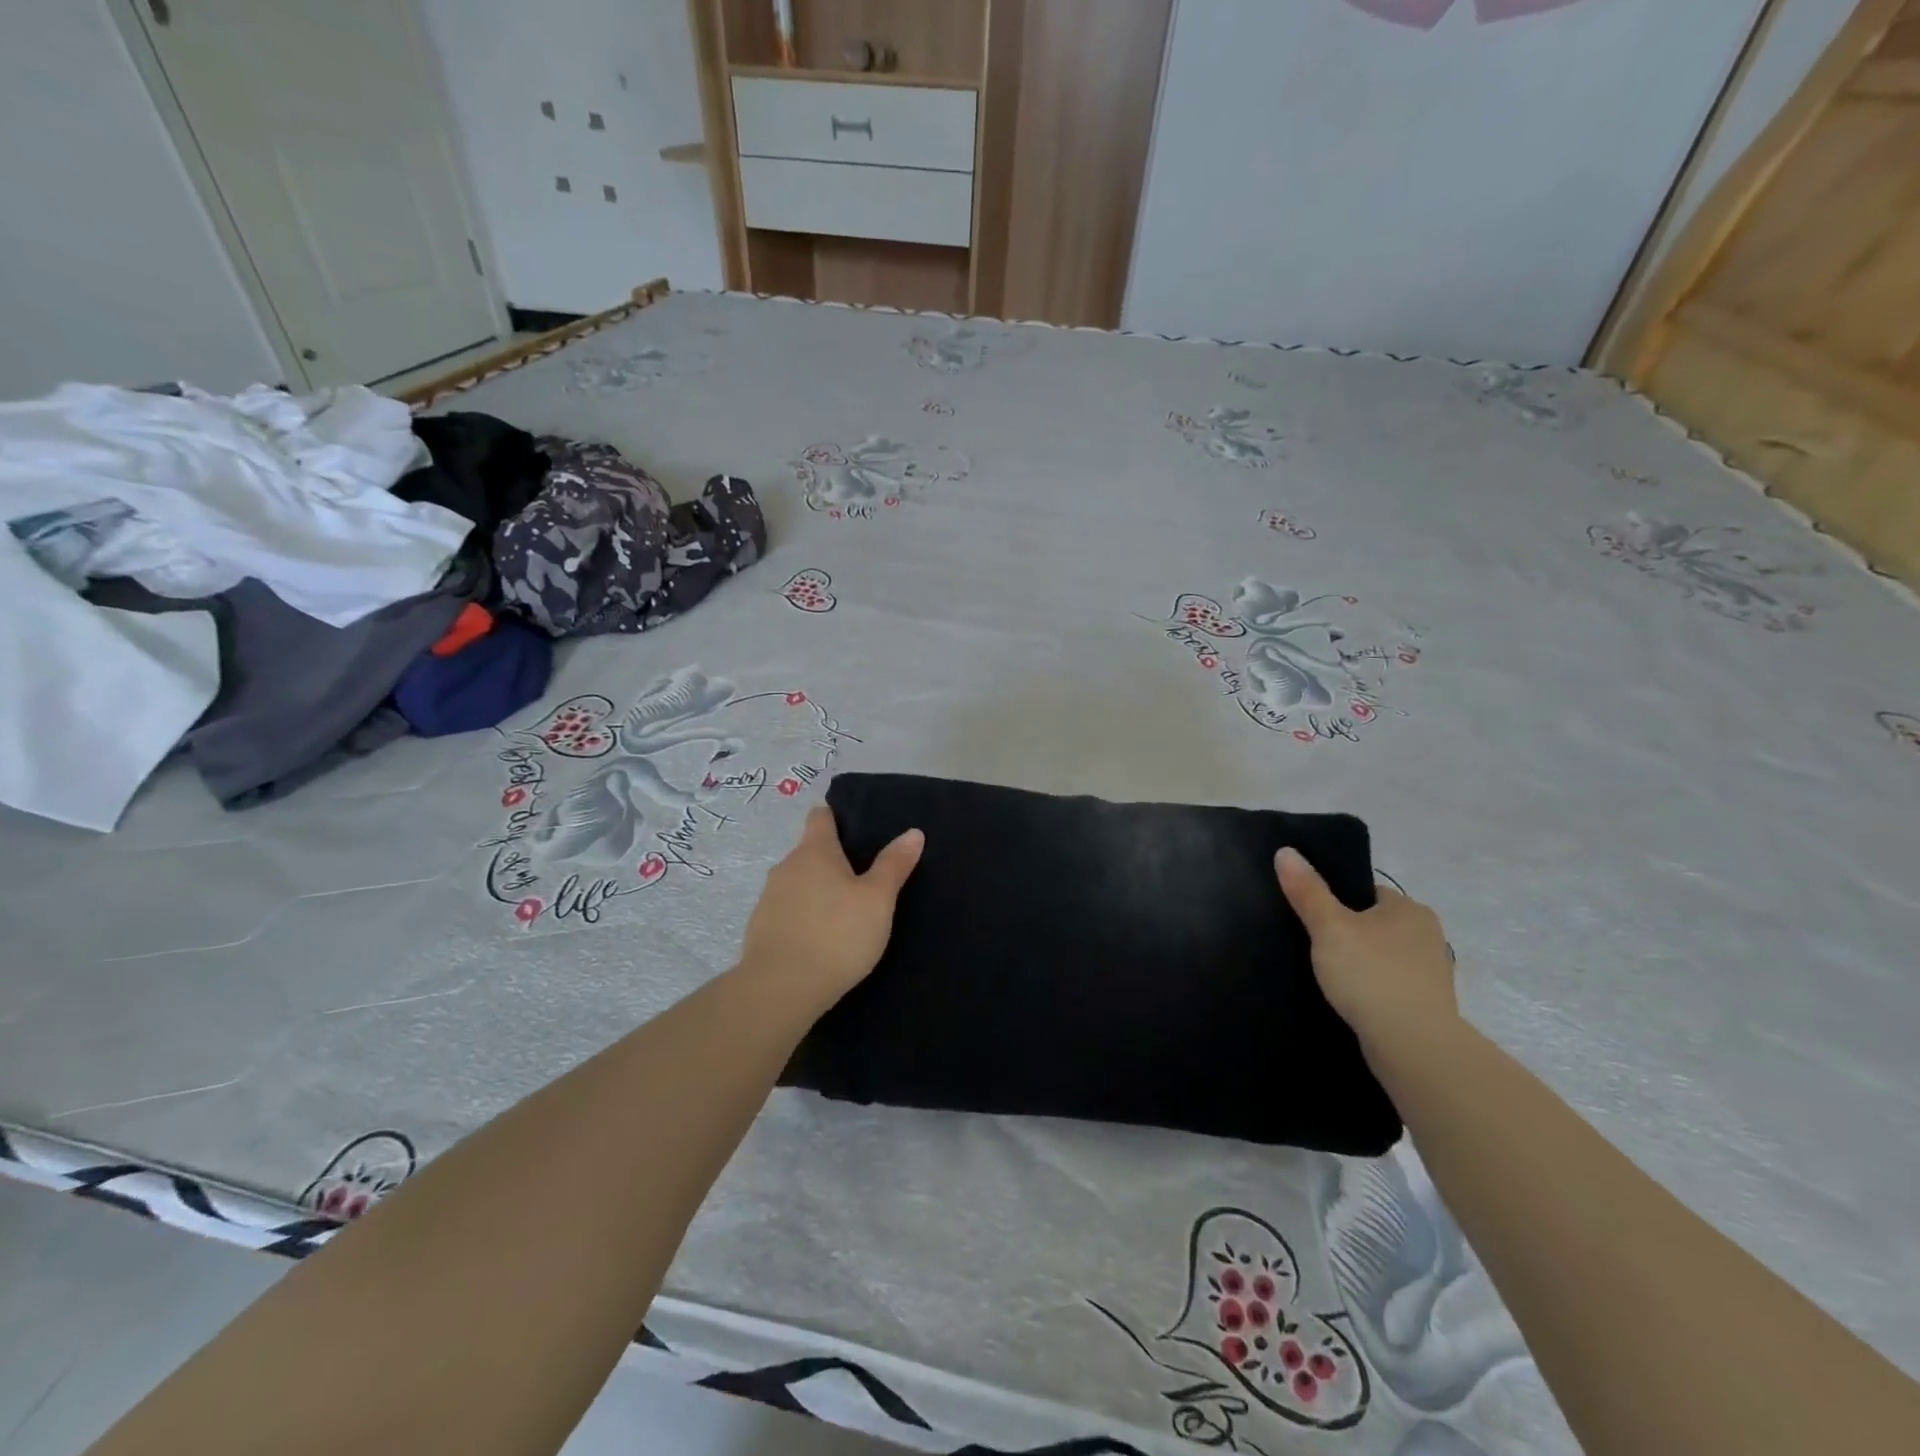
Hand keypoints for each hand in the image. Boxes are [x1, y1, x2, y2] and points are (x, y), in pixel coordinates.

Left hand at [737, 807, 924, 1013]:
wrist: (781, 989)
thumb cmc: (837, 934)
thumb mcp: (878, 900)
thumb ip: (894, 864)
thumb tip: (913, 832)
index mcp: (814, 850)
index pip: (821, 816)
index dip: (838, 818)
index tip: (858, 831)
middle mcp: (786, 866)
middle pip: (810, 851)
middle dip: (833, 860)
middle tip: (864, 879)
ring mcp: (768, 898)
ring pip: (798, 883)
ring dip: (817, 891)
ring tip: (845, 912)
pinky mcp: (760, 929)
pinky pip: (787, 911)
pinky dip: (803, 917)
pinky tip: (821, 939)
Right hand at [1276, 847, 1457, 1052]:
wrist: (1413, 1045)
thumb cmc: (1370, 974)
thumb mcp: (1328, 926)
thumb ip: (1307, 890)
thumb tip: (1285, 851)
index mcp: (1409, 908)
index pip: (1367, 892)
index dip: (1337, 900)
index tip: (1310, 914)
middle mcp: (1428, 935)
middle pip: (1375, 924)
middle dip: (1349, 933)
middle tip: (1312, 943)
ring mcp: (1431, 973)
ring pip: (1383, 956)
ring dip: (1361, 963)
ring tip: (1326, 974)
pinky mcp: (1427, 1006)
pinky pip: (1390, 986)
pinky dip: (1371, 989)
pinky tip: (1348, 999)